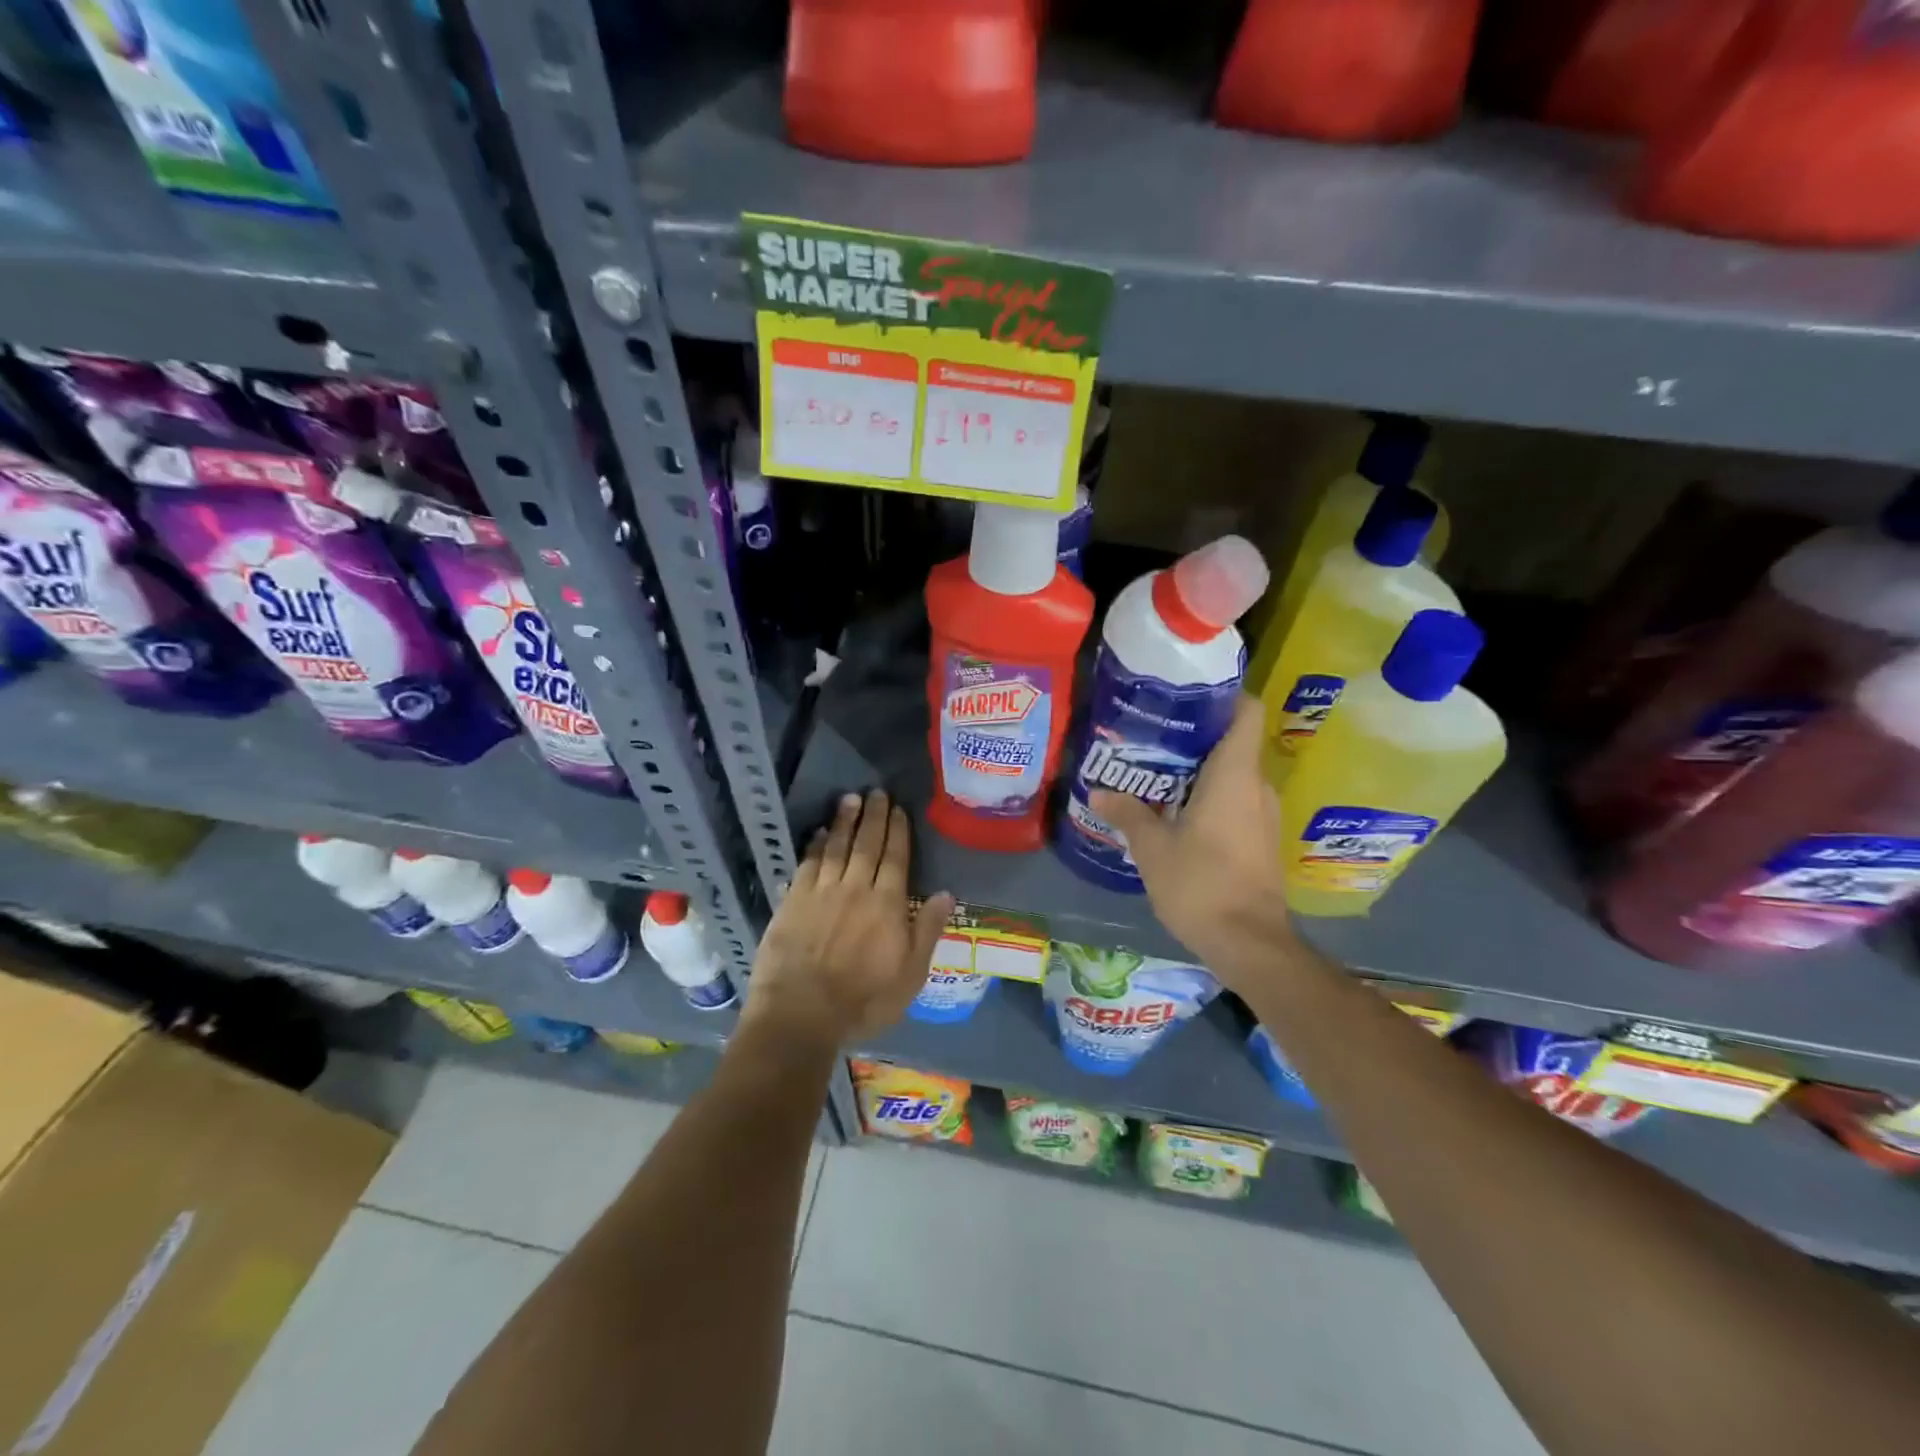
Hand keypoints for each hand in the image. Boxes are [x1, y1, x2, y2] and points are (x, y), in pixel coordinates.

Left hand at [745, 789, 955, 1049]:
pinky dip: (815, 845)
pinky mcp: (793, 901)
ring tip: (850, 799)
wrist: (801, 1013)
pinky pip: (808, 864)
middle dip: (873, 816)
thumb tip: (946, 893)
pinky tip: (819, 833)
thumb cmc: (863, 1001)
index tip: (898, 808)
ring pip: (836, 847)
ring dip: (844, 821)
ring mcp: (821, 892)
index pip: (896, 857)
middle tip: (876, 792)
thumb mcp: (910, 975)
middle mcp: (856, 888)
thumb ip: (928, 931)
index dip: (897, 831)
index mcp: (887, 904)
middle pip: (867, 844)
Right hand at [1089, 696, 1301, 988]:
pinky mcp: (1260, 839)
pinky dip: (1209, 796)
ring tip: (1156, 771)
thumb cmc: (1201, 884)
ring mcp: (1263, 814)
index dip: (1223, 694)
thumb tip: (1099, 792)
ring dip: (1200, 770)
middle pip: (1233, 742)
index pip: (1246, 712)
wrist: (1249, 943)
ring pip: (1233, 774)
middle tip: (1152, 735)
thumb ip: (1128, 813)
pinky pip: (1235, 801)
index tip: (1186, 694)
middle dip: (1195, 735)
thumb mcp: (1152, 848)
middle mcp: (1256, 787)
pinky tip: (1174, 810)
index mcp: (1235, 775)